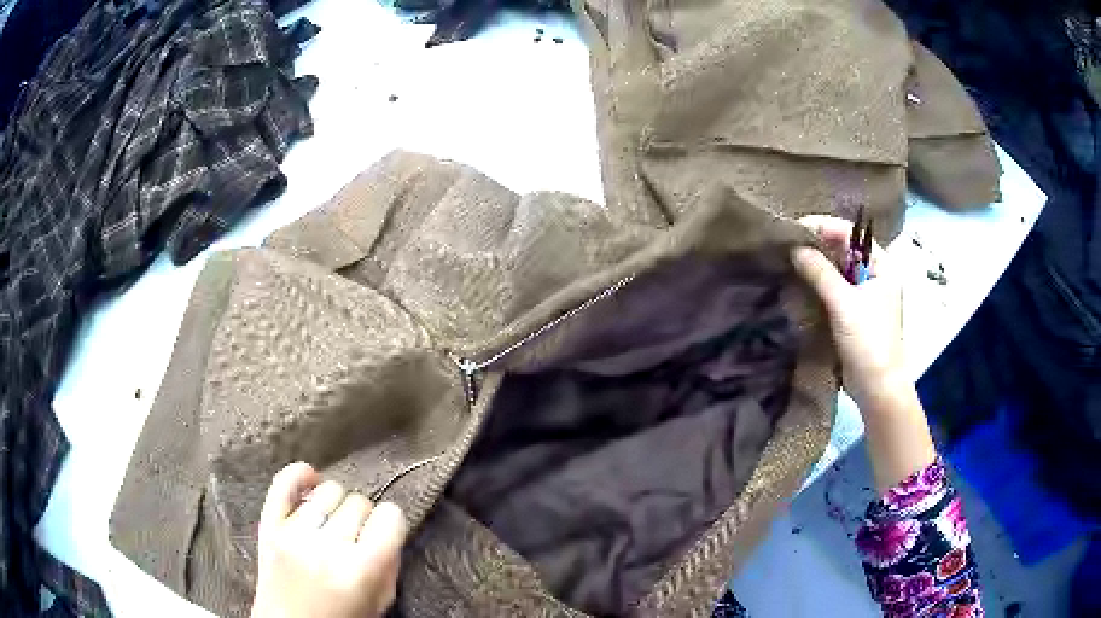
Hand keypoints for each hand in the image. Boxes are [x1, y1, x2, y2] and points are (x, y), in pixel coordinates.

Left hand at [250, 463, 407, 617]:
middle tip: (356, 537)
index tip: (386, 531)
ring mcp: (293, 533)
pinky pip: (283, 483)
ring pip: (327, 490)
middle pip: (358, 502)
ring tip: (332, 523)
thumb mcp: (380, 603)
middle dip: (363, 517)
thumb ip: (389, 565)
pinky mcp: (269, 526)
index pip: (390, 517)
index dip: (391, 522)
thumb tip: (388, 529)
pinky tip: (310, 478)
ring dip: (335, 504)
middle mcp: (327, 547)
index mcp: (361, 570)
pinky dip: (298, 475)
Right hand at [791, 216, 936, 492]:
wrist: (877, 388)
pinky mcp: (855, 314)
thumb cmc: (868, 341)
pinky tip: (801, 281)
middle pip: (845, 250)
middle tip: (788, 243)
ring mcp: (866, 295)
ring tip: (789, 258)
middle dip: (818, 244)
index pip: (852, 234)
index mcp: (882, 266)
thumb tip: (794, 247)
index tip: (796, 228)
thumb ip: (820, 272)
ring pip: (839, 270)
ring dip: (817, 264)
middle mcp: (876, 276)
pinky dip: (820, 283)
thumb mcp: (844, 303)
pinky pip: (836, 289)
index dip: (825, 227)